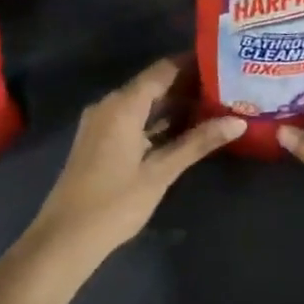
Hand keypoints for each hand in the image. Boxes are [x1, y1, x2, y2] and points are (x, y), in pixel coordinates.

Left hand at [28, 56, 243, 268]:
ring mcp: (101, 123)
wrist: (63, 239)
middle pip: (154, 84)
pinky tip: (184, 130)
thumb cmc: (115, 203)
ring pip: (143, 103)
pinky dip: (157, 121)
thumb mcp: (161, 172)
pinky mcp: (99, 141)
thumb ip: (198, 143)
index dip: (193, 64)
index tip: (223, 63)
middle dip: (188, 86)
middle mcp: (110, 105)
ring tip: (213, 106)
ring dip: (174, 105)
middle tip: (226, 87)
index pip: (164, 70)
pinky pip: (133, 119)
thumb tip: (239, 122)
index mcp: (123, 104)